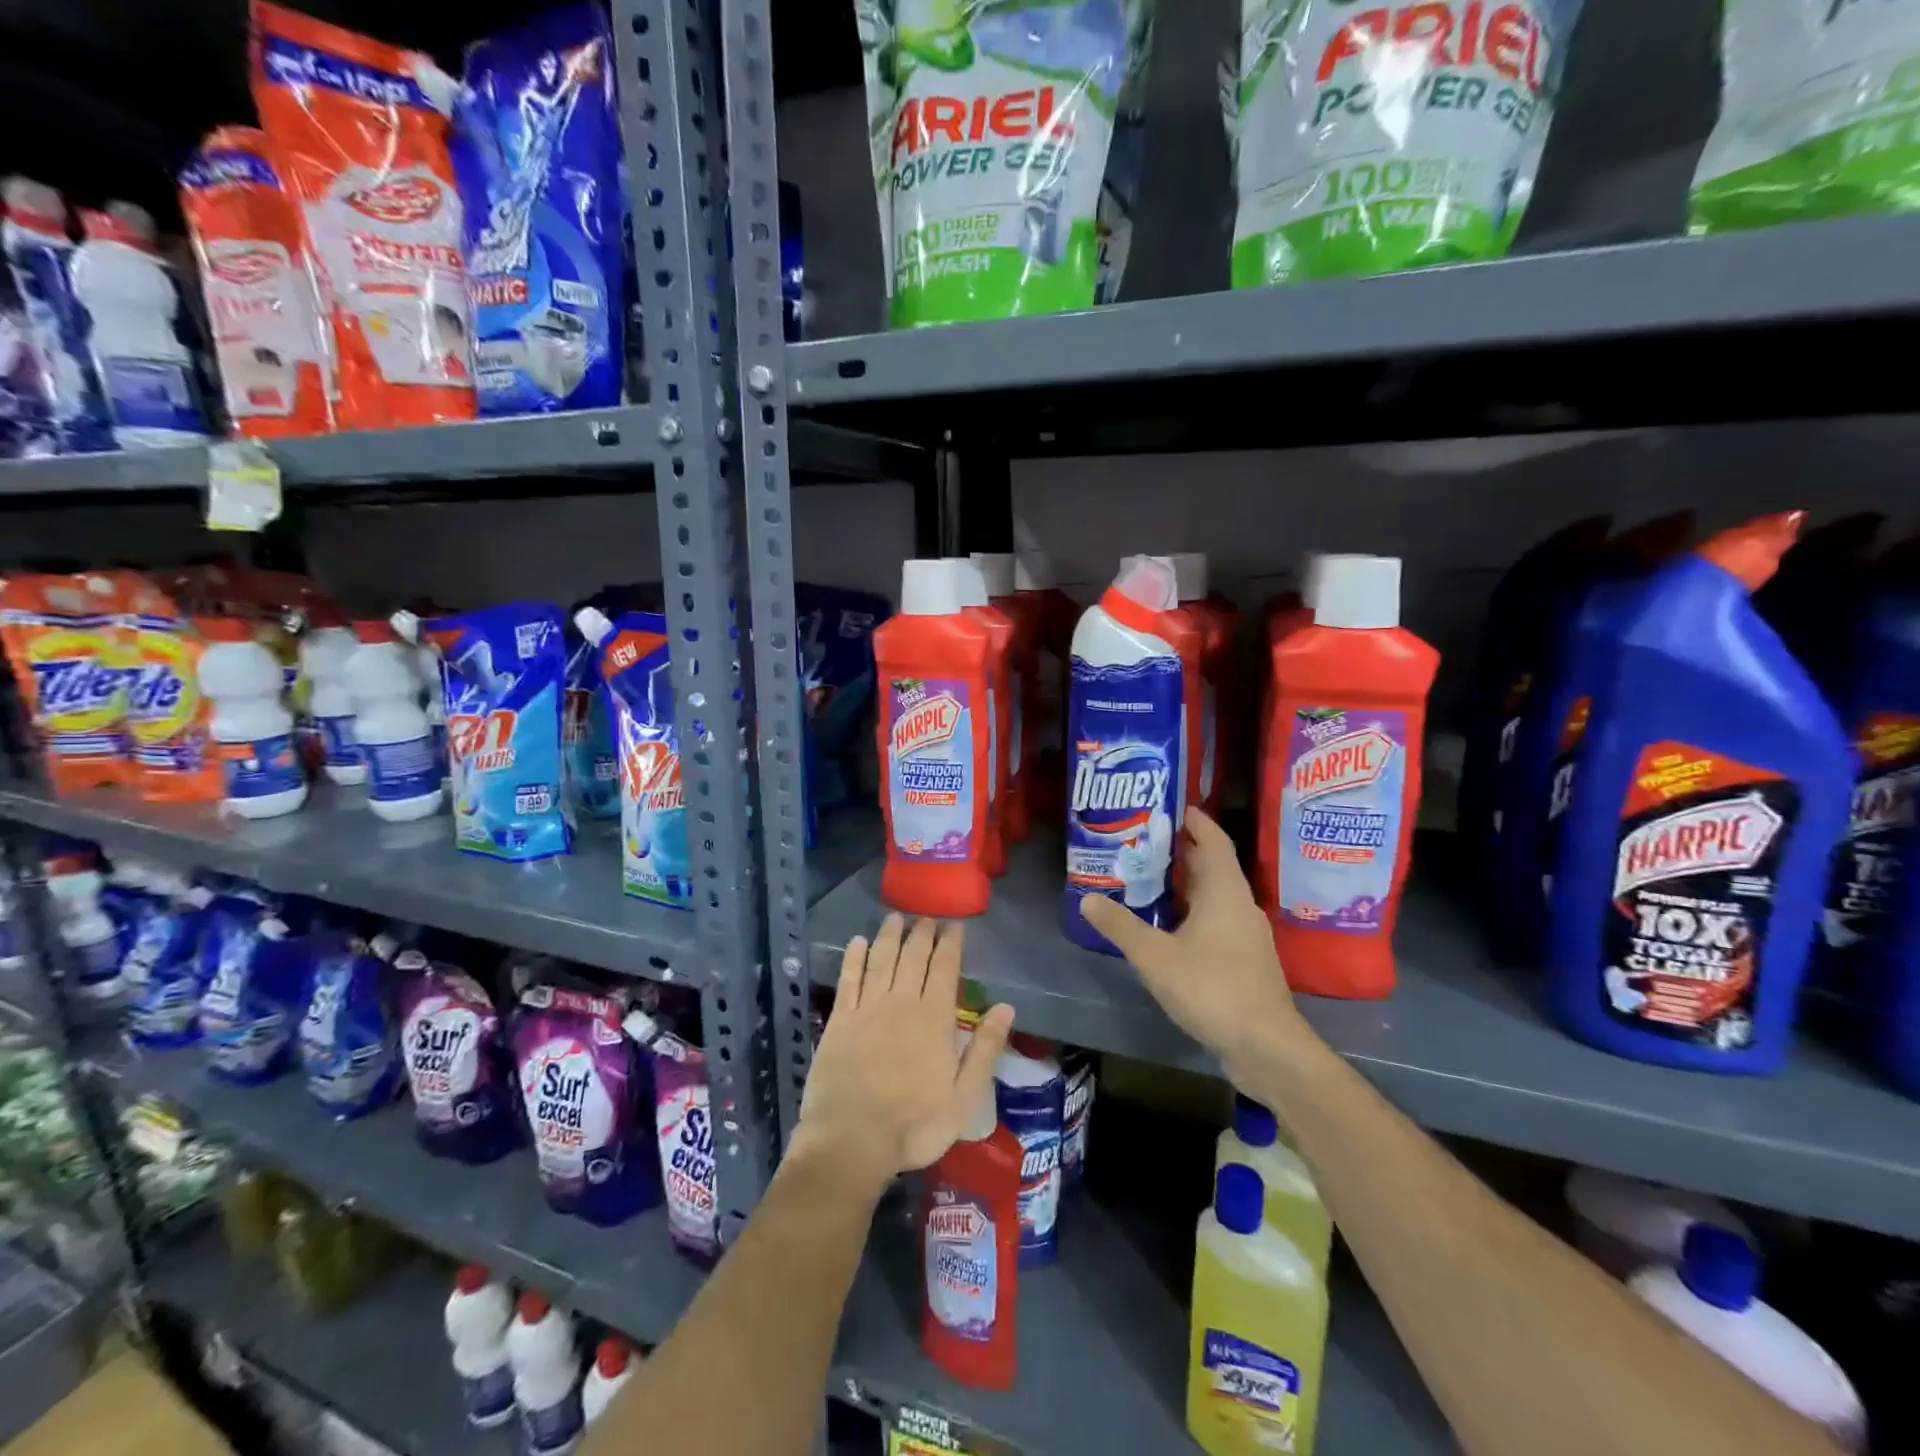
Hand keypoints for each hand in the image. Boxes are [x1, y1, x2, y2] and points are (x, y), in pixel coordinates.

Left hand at [789, 915, 1013, 1195]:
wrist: (853, 1139)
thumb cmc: (915, 1124)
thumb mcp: (965, 1096)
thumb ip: (985, 1048)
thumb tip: (1006, 1007)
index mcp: (935, 1018)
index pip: (945, 968)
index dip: (951, 943)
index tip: (955, 925)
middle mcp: (902, 1002)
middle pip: (913, 957)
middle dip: (922, 933)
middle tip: (926, 916)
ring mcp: (868, 1008)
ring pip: (881, 959)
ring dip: (889, 936)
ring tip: (895, 917)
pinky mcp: (840, 1020)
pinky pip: (849, 978)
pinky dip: (853, 957)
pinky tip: (857, 942)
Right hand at [1081, 807, 1303, 1074]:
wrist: (1265, 1046)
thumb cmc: (1211, 987)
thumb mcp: (1155, 956)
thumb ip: (1120, 926)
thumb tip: (1088, 898)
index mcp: (1224, 891)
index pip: (1214, 840)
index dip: (1196, 821)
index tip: (1172, 807)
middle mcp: (1240, 904)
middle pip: (1213, 866)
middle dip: (1183, 851)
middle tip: (1145, 842)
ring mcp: (1247, 934)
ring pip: (1215, 896)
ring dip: (1187, 884)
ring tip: (1150, 879)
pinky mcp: (1246, 960)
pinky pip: (1218, 920)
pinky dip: (1194, 912)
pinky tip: (1169, 927)